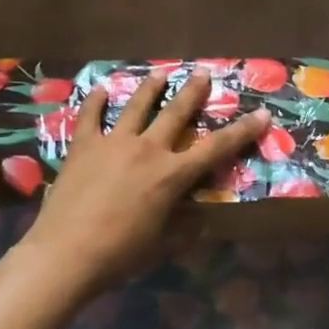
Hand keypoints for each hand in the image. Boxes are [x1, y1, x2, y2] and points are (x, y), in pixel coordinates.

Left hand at [21, 70, 268, 289]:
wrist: (66, 253)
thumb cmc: (120, 254)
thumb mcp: (161, 245)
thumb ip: (183, 228)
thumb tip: (199, 218)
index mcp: (172, 175)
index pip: (216, 148)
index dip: (242, 131)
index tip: (262, 113)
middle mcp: (147, 149)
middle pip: (175, 113)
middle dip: (193, 92)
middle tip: (203, 73)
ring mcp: (113, 143)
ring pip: (136, 106)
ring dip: (150, 88)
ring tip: (160, 73)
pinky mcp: (83, 146)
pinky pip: (90, 116)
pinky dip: (95, 101)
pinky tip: (99, 89)